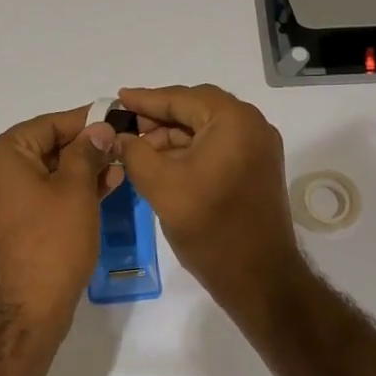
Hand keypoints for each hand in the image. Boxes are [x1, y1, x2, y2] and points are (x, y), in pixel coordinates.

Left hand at [0, 106, 120, 325]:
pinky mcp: (5, 227)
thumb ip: (87, 153)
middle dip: (84, 148)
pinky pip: (38, 198)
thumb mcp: (76, 190)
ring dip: (79, 172)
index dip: (85, 120)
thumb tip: (97, 129)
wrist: (25, 309)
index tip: (116, 118)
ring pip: (44, 175)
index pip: (48, 124)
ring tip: (118, 171)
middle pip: (43, 148)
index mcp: (1, 156)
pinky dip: (65, 193)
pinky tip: (98, 193)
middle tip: (122, 148)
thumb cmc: (52, 242)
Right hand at [114, 84, 303, 311]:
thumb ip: (134, 152)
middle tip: (125, 127)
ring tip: (138, 150)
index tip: (117, 98)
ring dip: (173, 136)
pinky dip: (191, 151)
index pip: (182, 98)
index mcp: (233, 121)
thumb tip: (118, 136)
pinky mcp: (257, 170)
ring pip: (207, 129)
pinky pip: (219, 147)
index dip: (146, 99)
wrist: (258, 276)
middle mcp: (253, 126)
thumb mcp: (161, 185)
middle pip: (197, 109)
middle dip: (159, 118)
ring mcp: (259, 148)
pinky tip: (163, 164)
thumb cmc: (209, 227)